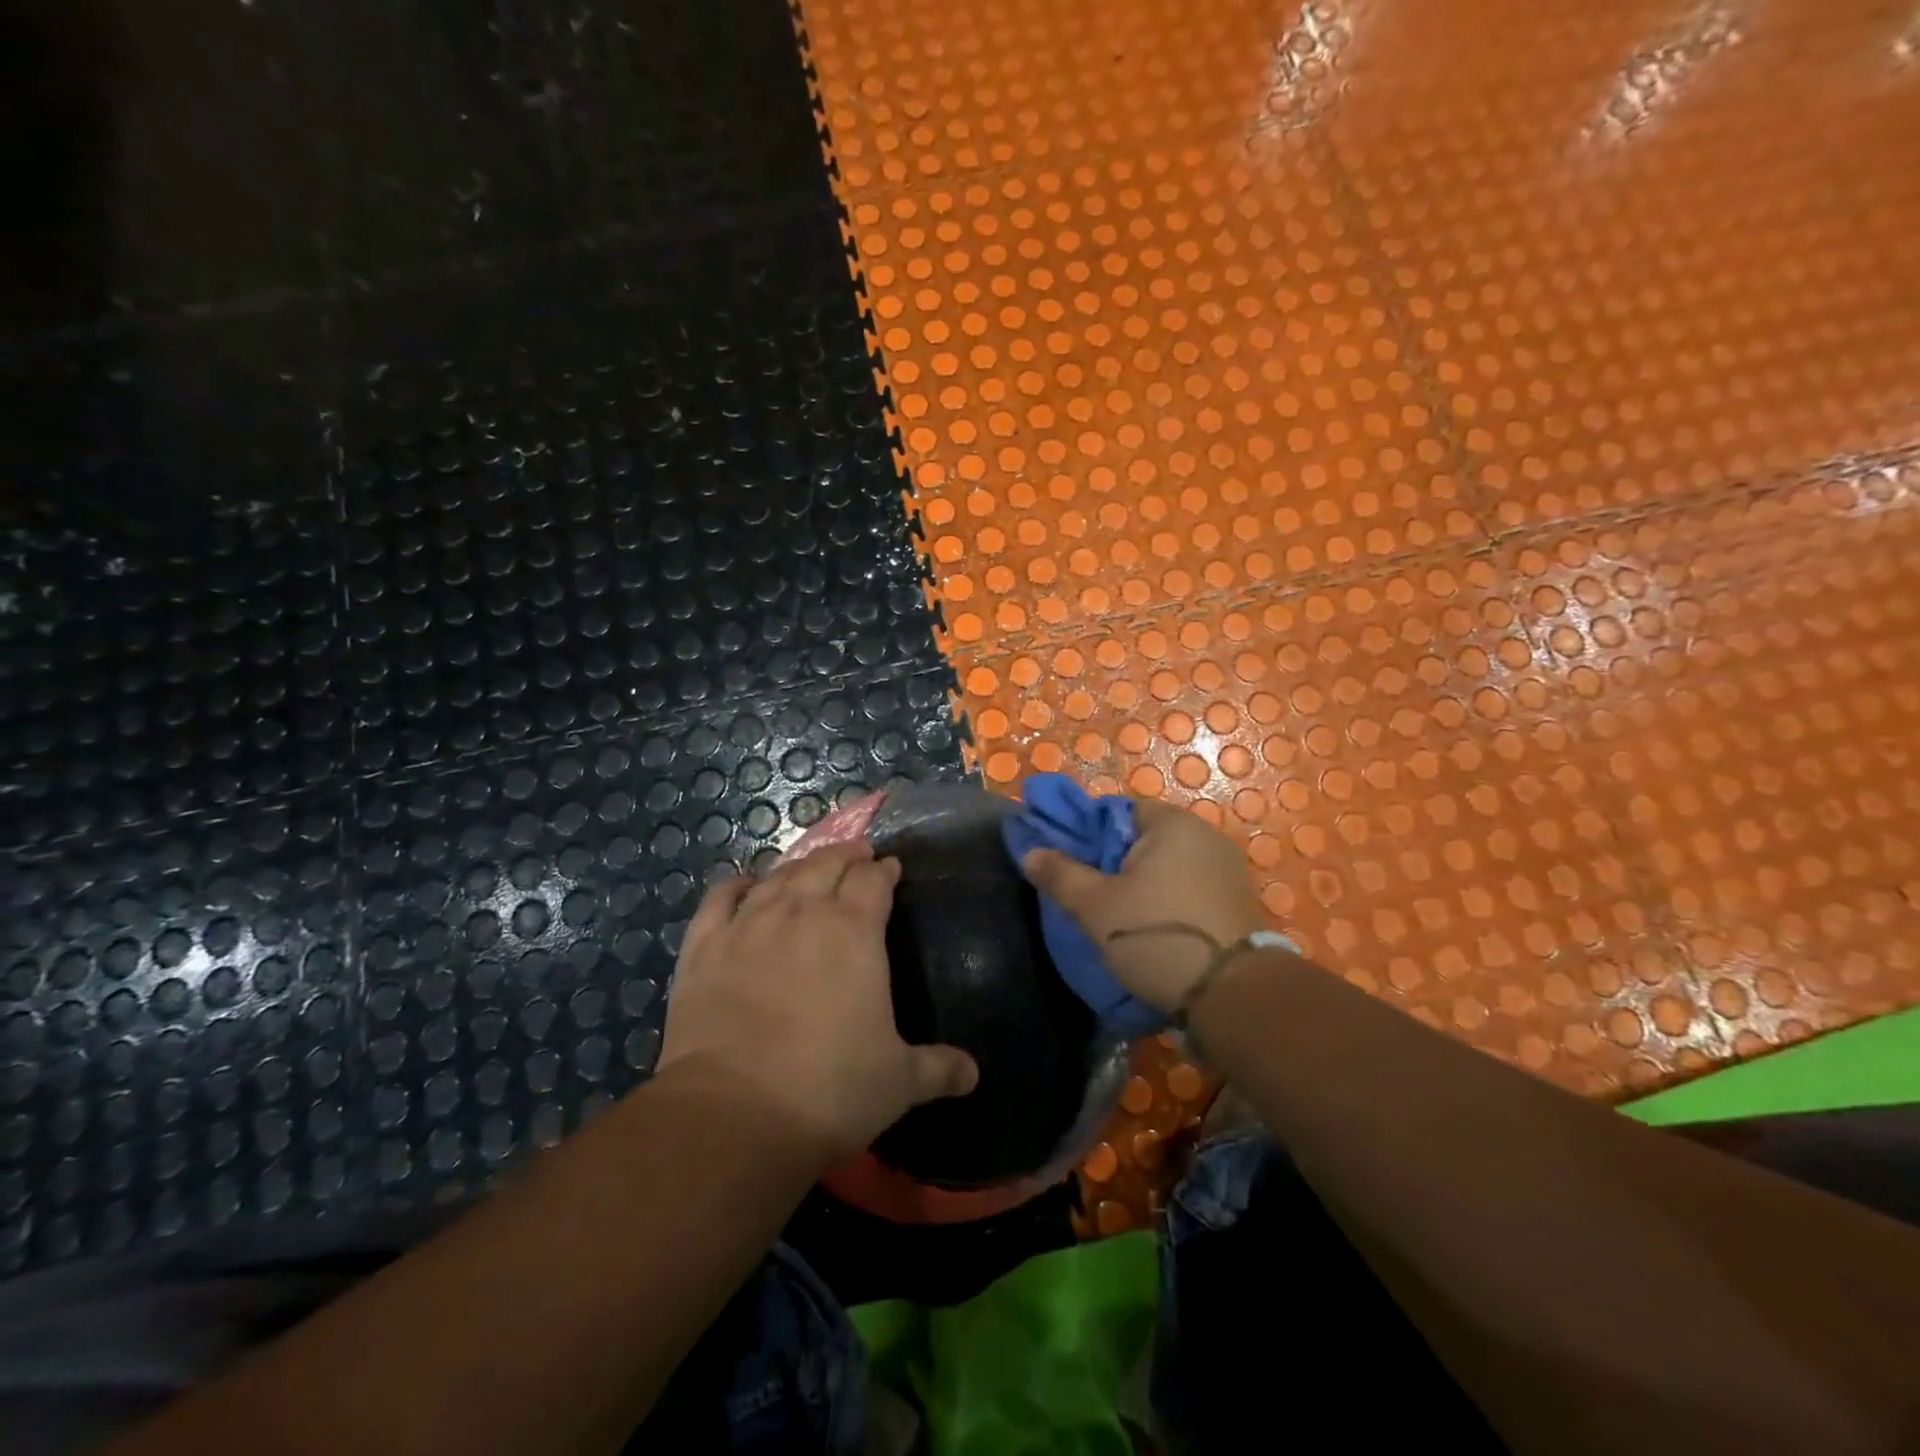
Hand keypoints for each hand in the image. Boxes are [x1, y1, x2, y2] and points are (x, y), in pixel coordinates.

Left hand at [656, 842, 978, 1159]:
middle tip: (856, 854)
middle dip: (845, 856)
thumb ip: (938, 1069)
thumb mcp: (898, 1083)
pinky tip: (743, 883)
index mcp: (854, 932)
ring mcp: (747, 926)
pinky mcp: (703, 948)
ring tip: (810, 864)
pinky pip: (719, 899)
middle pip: (826, 865)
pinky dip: (735, 885)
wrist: (733, 1113)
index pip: (872, 881)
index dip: (884, 871)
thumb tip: (973, 1074)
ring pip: (778, 876)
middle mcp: (801, 914)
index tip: (890, 868)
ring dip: (799, 864)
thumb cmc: (829, 1090)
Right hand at [1016, 799, 1266, 1013]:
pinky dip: (1165, 900)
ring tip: (1116, 915)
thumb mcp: (1095, 906)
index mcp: (1172, 823)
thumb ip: (1060, 873)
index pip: (1117, 811)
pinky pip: (1187, 887)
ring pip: (1164, 866)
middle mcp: (1205, 835)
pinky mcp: (1236, 901)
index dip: (1087, 834)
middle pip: (1141, 839)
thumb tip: (1030, 851)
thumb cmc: (1157, 935)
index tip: (1070, 864)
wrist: (1232, 995)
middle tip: (1087, 893)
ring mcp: (1226, 869)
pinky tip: (1150, 928)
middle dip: (1111, 861)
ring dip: (1139, 884)